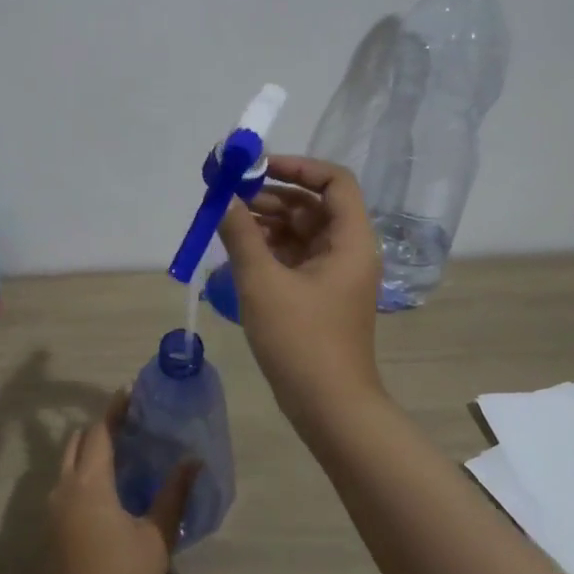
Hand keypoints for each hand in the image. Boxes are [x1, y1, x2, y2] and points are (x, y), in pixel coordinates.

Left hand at [48, 396, 197, 573]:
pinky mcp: (50, 530)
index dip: (114, 411)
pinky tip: (102, 491)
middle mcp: (64, 488)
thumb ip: (173, 494)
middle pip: (76, 442)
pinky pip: (63, 487)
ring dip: (87, 453)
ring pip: (66, 465)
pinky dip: (80, 475)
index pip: (99, 432)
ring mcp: (52, 510)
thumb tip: (192, 462)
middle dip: (98, 429)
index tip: (129, 394)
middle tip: (126, 425)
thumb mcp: (156, 535)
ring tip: (117, 455)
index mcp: (90, 482)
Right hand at [217, 155, 383, 418]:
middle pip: (313, 205)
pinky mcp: (320, 295)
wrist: (329, 407)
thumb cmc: (301, 340)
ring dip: (267, 222)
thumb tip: (224, 198)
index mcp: (349, 240)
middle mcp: (347, 250)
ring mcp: (335, 274)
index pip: (334, 182)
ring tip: (228, 223)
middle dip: (272, 196)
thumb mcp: (262, 282)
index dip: (298, 167)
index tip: (258, 168)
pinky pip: (296, 257)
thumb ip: (241, 234)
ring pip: (301, 232)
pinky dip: (270, 248)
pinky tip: (239, 250)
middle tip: (230, 196)